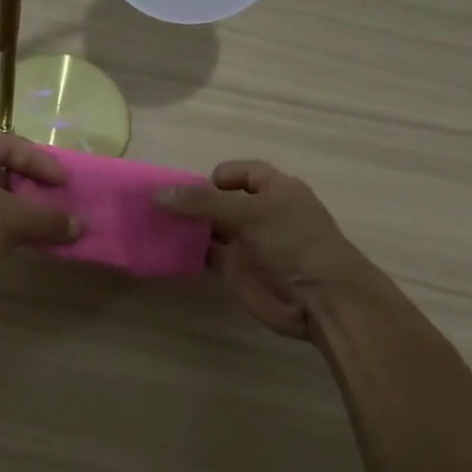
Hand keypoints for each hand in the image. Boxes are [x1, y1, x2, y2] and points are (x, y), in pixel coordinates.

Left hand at [0, 130, 81, 316]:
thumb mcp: (10, 221)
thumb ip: (49, 219)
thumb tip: (81, 225)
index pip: (8, 143)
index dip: (40, 161)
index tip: (63, 183)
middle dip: (30, 182)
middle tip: (54, 197)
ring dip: (18, 205)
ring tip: (44, 220)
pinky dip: (3, 223)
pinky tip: (22, 239)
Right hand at [156, 160, 390, 339]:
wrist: (320, 299)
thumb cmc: (294, 243)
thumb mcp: (250, 213)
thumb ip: (204, 202)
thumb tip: (159, 193)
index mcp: (274, 189)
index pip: (241, 172)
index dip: (216, 176)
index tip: (188, 188)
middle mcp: (259, 213)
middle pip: (219, 200)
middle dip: (191, 201)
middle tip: (155, 205)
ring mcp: (246, 243)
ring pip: (209, 228)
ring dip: (185, 226)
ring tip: (151, 224)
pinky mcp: (235, 270)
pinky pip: (206, 255)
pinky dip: (187, 252)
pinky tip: (164, 249)